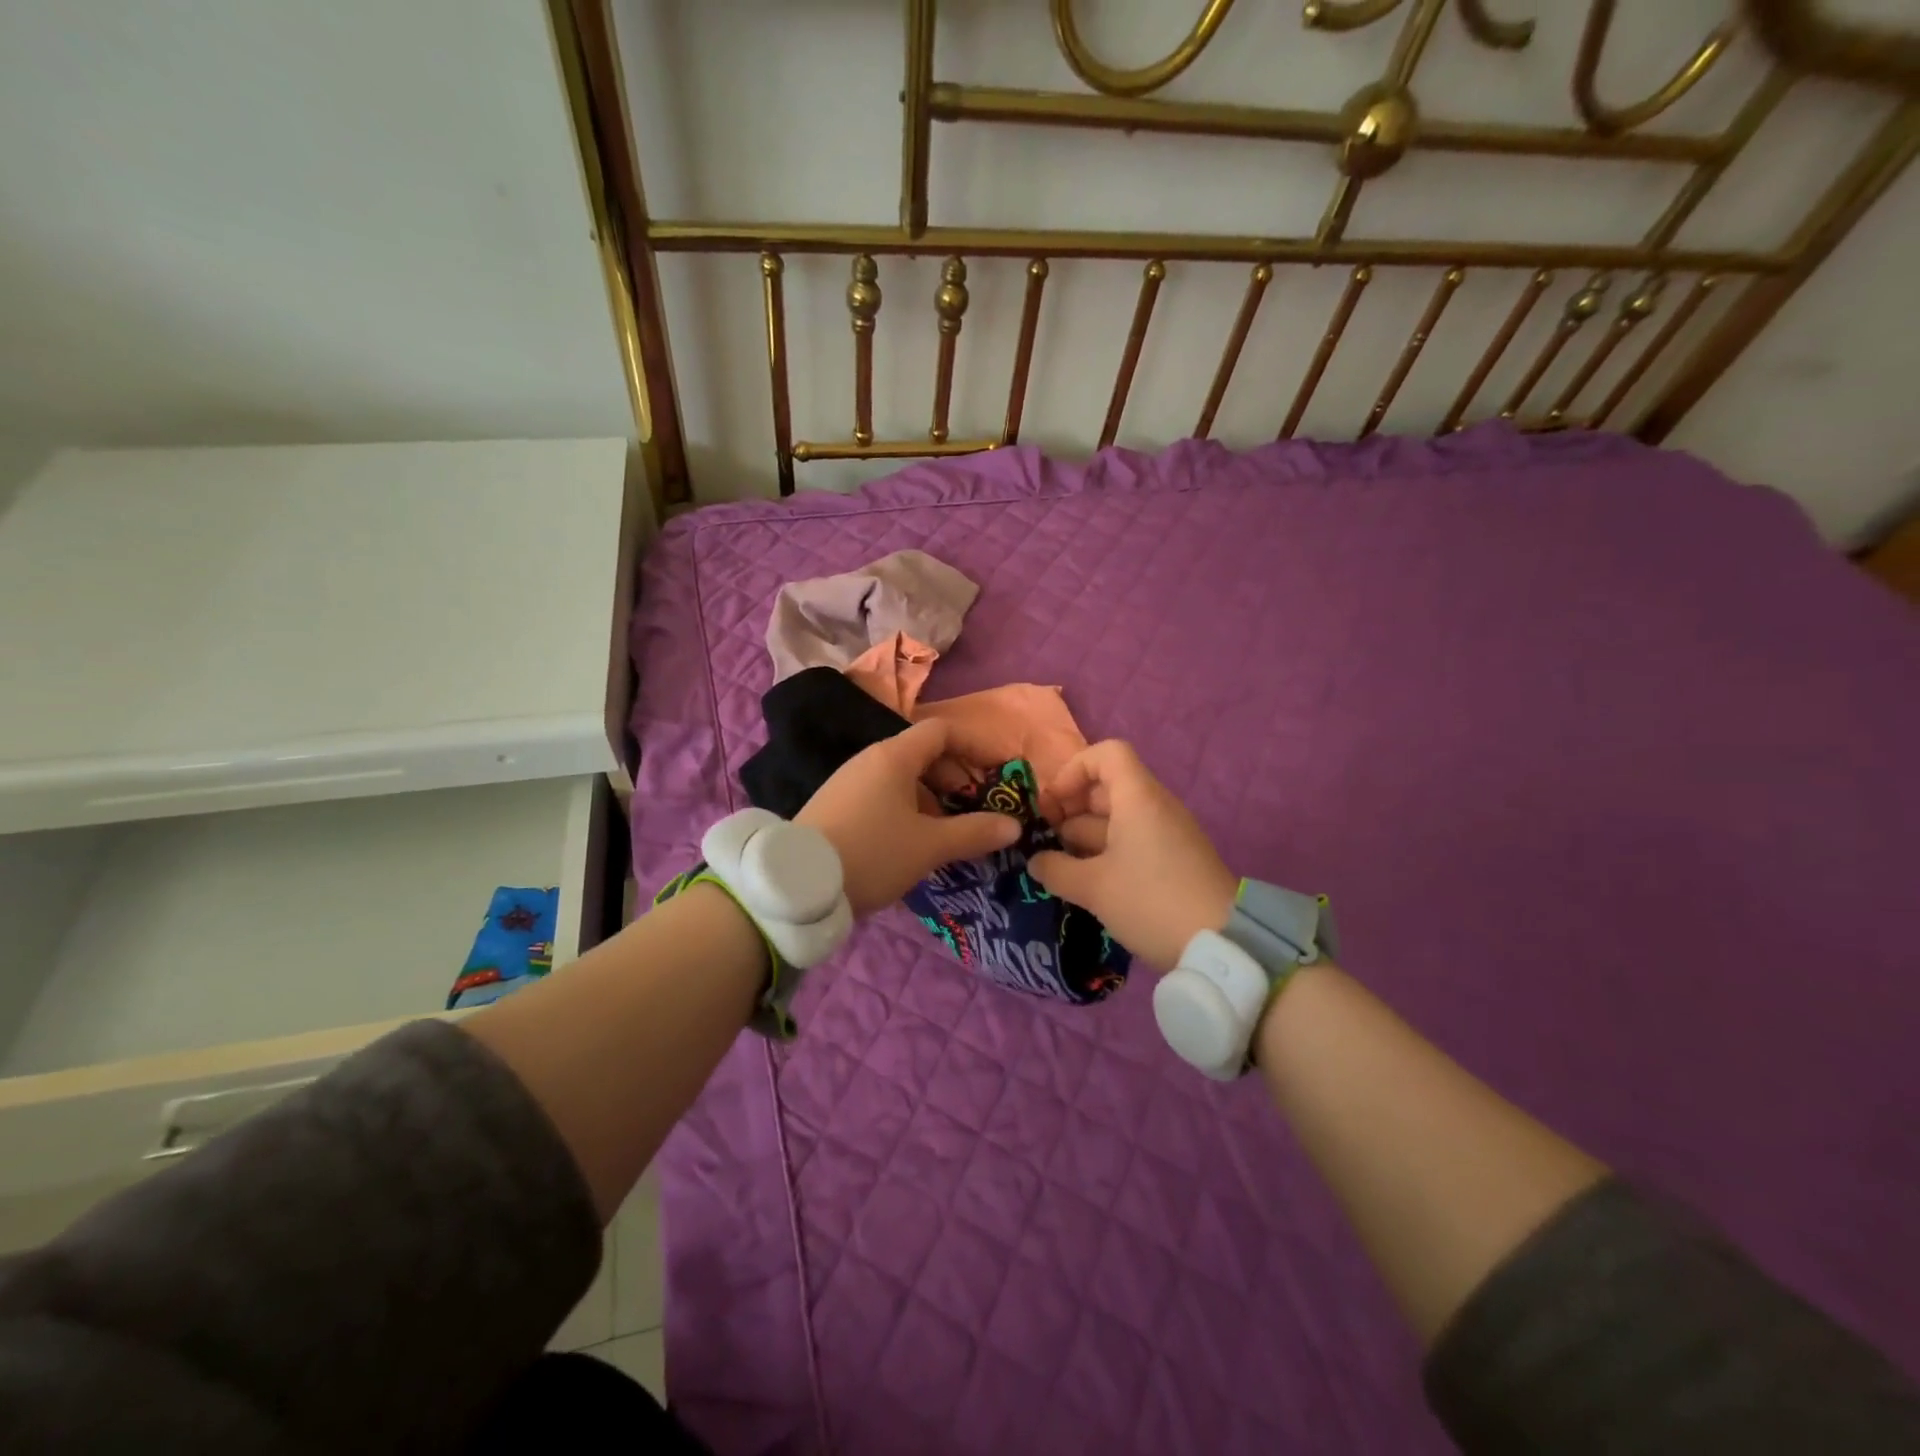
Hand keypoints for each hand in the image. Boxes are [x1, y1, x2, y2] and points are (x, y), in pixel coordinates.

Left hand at [797, 718, 1020, 916]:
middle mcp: (870, 760)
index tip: (997, 770)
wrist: (799, 884)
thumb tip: (1014, 825)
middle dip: (955, 775)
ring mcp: (849, 782)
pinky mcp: (837, 805)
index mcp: (894, 756)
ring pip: (902, 777)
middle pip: (922, 753)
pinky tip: (913, 841)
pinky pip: (882, 795)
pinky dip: (908, 808)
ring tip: (949, 829)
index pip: (942, 731)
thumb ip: (974, 832)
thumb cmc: (873, 853)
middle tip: (975, 806)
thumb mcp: (930, 846)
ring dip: (932, 796)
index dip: (974, 745)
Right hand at [1030, 740, 1236, 971]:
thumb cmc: (1151, 901)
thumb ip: (1056, 869)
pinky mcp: (1174, 861)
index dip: (1073, 770)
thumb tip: (1035, 861)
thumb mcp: (1093, 888)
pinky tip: (1088, 883)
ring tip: (1060, 867)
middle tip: (1046, 841)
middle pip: (1107, 788)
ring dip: (1084, 836)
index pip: (1107, 754)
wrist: (1222, 946)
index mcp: (1138, 798)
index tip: (1052, 804)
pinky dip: (1106, 853)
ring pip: (1117, 819)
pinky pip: (1133, 842)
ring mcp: (1167, 835)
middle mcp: (1155, 807)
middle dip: (1071, 809)